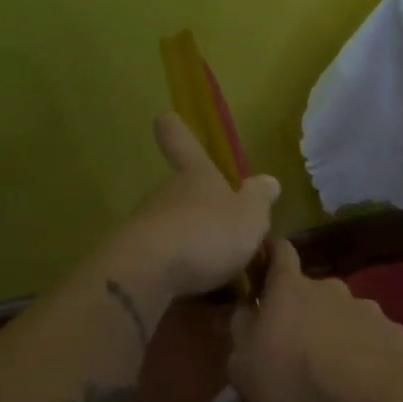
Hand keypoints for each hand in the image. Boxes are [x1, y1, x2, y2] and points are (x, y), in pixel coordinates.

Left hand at [118, 113, 280, 297]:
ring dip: (189, 239)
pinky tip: (193, 284)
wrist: (149, 271)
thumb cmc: (208, 233)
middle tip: (222, 229)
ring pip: (171, 224)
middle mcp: (167, 192)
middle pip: (180, 190)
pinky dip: (176, 266)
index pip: (183, 142)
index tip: (166, 117)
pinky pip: (162, 256)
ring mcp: (146, 223)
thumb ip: (260, 199)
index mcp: (197, 176)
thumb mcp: (250, 216)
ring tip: (213, 265)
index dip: (177, 130)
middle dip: (198, 205)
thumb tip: (268, 181)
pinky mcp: (134, 255)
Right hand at [227, 238, 402, 401]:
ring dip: (338, 331)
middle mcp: (330, 288)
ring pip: (346, 314)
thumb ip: (241, 333)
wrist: (368, 394)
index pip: (280, 253)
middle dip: (306, 309)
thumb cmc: (293, 376)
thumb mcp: (245, 365)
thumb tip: (244, 314)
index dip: (273, 252)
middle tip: (298, 342)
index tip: (269, 253)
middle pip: (314, 290)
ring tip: (334, 366)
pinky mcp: (393, 332)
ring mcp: (367, 308)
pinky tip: (364, 377)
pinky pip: (373, 337)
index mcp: (290, 289)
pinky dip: (366, 351)